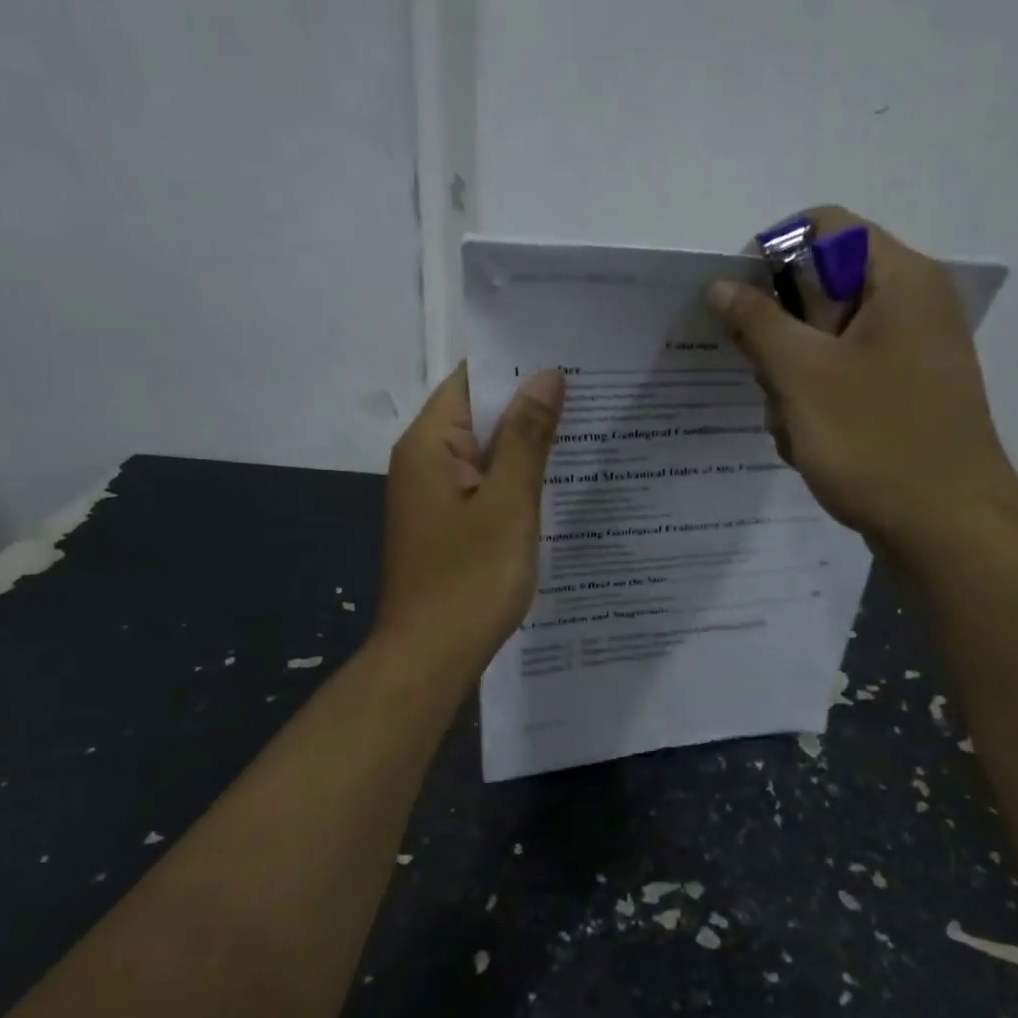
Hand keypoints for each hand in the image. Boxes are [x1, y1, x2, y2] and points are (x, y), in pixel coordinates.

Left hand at [373, 363, 564, 672]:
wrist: (430, 658)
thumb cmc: (470, 579)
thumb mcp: (508, 503)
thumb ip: (526, 437)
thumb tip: (546, 376)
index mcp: (429, 445)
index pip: (472, 380)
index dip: (517, 366)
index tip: (570, 359)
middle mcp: (423, 461)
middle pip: (478, 414)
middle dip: (530, 405)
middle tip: (594, 393)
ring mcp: (433, 496)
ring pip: (484, 453)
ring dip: (526, 444)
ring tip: (586, 429)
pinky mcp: (446, 525)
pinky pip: (483, 486)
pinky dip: (514, 479)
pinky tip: (555, 481)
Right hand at [707, 205, 1017, 554]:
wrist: (948, 530)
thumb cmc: (875, 441)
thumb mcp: (802, 376)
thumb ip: (757, 322)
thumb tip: (720, 285)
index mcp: (899, 279)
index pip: (823, 227)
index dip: (769, 255)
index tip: (737, 307)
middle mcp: (911, 306)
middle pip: (820, 289)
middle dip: (780, 337)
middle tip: (771, 382)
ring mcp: (909, 355)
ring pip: (823, 343)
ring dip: (792, 381)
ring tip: (794, 427)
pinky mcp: (902, 396)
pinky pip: (842, 380)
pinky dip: (815, 406)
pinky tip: (810, 445)